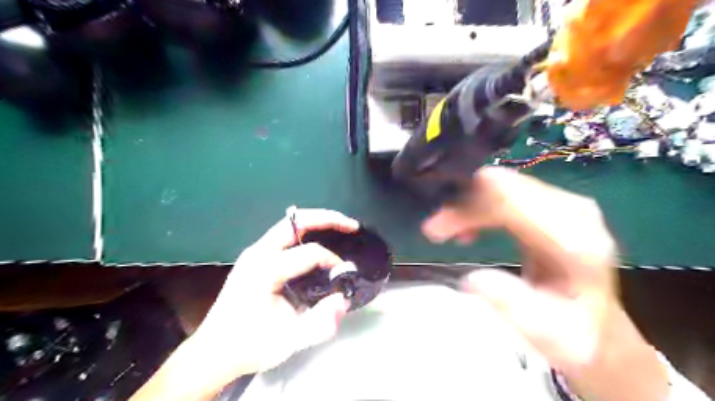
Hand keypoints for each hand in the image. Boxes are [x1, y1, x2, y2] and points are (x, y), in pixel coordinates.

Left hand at [192, 209, 359, 381]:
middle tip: (352, 226)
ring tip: (340, 228)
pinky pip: (285, 235)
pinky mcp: (255, 257)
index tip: (344, 277)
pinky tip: (319, 241)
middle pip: (297, 221)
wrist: (213, 353)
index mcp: (264, 270)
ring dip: (317, 223)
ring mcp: (254, 252)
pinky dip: (306, 232)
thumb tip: (344, 300)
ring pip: (291, 225)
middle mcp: (258, 253)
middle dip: (328, 219)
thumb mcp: (287, 341)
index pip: (310, 253)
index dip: (332, 261)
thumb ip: (320, 322)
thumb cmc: (249, 346)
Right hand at [423, 166, 664, 400]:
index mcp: (575, 241)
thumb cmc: (570, 334)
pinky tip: (470, 228)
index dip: (468, 209)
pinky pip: (508, 192)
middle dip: (463, 204)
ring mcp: (567, 203)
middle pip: (504, 186)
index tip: (436, 229)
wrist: (596, 326)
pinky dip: (481, 205)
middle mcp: (575, 212)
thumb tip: (472, 278)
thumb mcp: (544, 335)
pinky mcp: (555, 205)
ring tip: (447, 229)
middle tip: (435, 229)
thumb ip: (513, 306)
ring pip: (503, 185)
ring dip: (469, 204)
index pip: (510, 202)